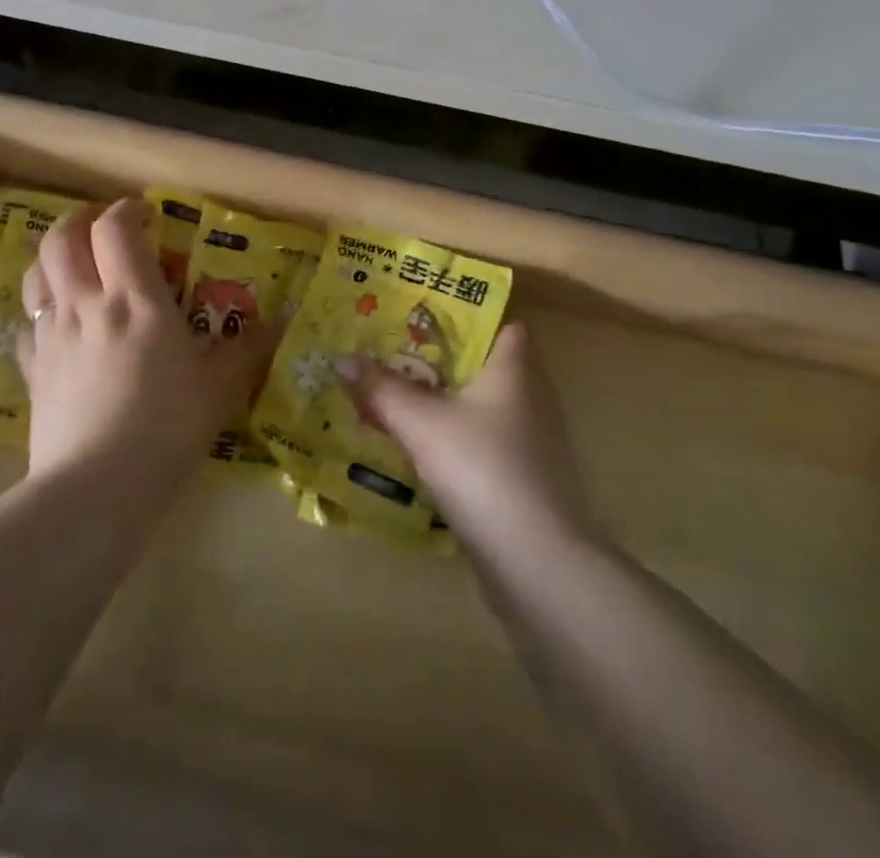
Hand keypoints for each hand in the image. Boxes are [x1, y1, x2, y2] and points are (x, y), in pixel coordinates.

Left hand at [17, 199, 273, 493]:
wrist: (96, 488)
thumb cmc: (165, 428)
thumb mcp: (218, 389)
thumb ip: (245, 352)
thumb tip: (272, 327)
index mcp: (135, 300)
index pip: (116, 228)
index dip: (127, 210)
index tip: (145, 214)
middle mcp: (87, 304)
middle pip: (62, 238)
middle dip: (80, 219)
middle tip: (101, 225)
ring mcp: (52, 336)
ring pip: (35, 273)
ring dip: (52, 256)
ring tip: (75, 263)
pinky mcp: (32, 369)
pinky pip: (28, 324)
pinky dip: (41, 310)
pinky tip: (57, 323)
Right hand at [341, 324, 589, 553]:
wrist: (537, 564)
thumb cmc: (482, 469)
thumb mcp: (421, 423)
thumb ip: (381, 388)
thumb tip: (342, 359)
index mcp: (514, 368)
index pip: (500, 323)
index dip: (464, 315)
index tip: (418, 315)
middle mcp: (529, 398)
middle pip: (482, 365)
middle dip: (437, 360)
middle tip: (389, 353)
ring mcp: (530, 443)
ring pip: (478, 407)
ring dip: (441, 402)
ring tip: (392, 396)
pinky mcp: (522, 481)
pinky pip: (480, 444)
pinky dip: (451, 439)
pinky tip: (416, 450)